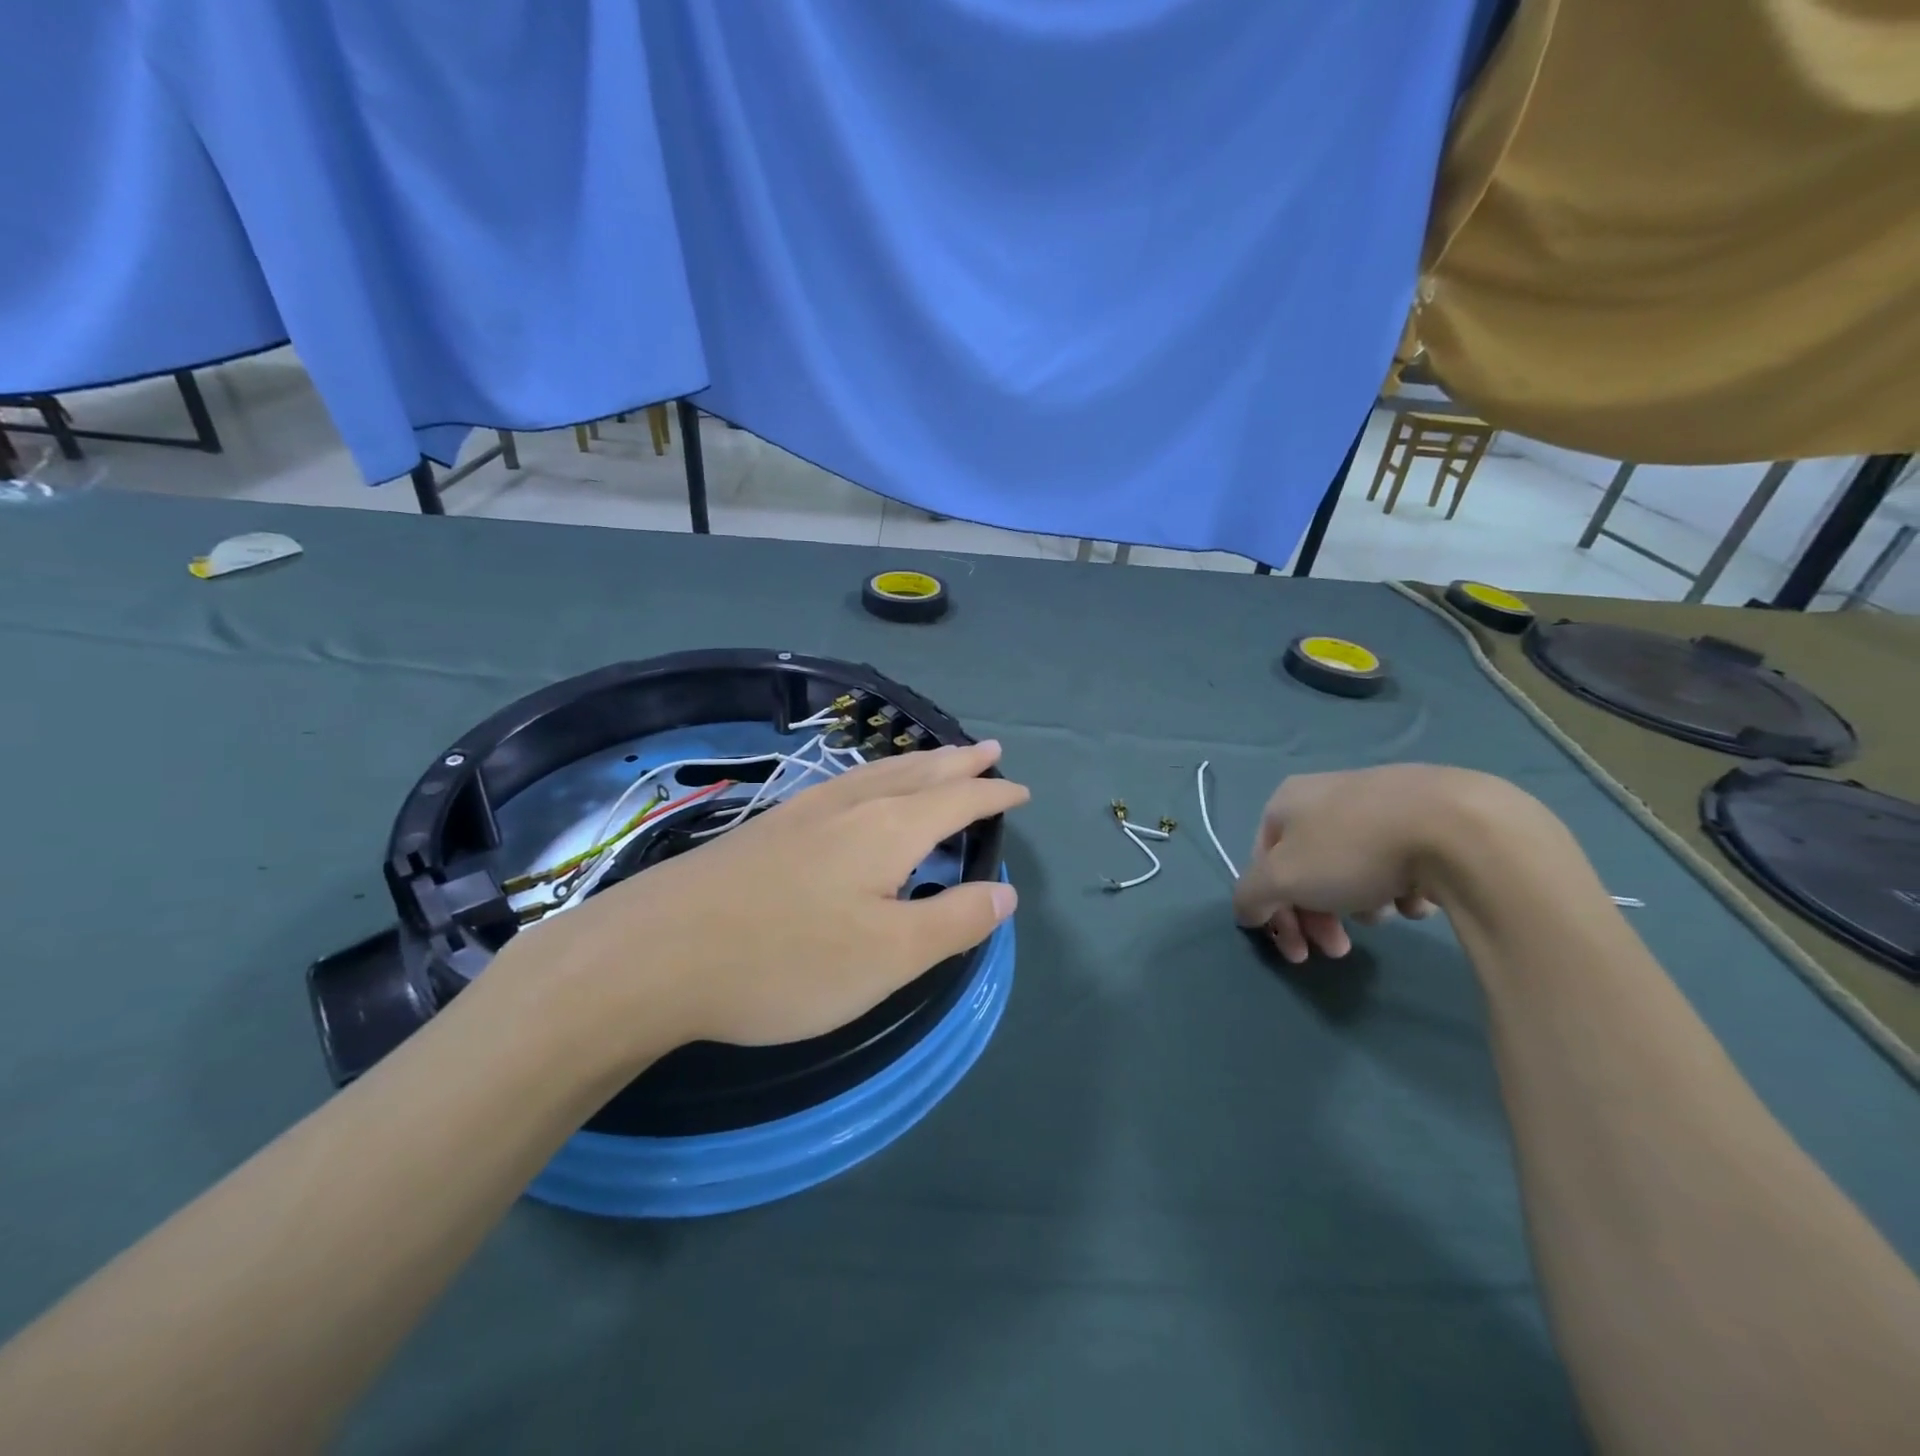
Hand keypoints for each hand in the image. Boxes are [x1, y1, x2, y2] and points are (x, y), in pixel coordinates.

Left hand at [510, 741, 1026, 1061]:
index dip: (992, 794)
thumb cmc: (786, 960)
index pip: (957, 800)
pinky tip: (858, 791)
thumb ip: (952, 922)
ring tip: (934, 758)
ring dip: (915, 763)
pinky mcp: (767, 828)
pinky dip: (873, 777)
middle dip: (957, 762)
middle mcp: (850, 806)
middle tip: (988, 749)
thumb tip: (1005, 893)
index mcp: (888, 830)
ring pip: (875, 774)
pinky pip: (842, 785)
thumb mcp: (887, 956)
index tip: (1020, 790)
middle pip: (917, 773)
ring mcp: (802, 811)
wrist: (656, 952)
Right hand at [1231, 764, 1477, 962]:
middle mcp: (1326, 794)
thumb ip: (1251, 897)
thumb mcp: (1283, 879)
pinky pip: (1398, 862)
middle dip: (1317, 917)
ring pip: (1351, 868)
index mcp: (1286, 801)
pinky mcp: (1427, 816)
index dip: (1272, 912)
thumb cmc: (1353, 850)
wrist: (1457, 826)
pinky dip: (1399, 887)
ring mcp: (1378, 801)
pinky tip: (1415, 897)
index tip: (1298, 954)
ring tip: (1384, 914)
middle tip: (1338, 952)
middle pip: (1307, 868)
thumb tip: (1246, 911)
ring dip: (1357, 902)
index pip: (1261, 863)